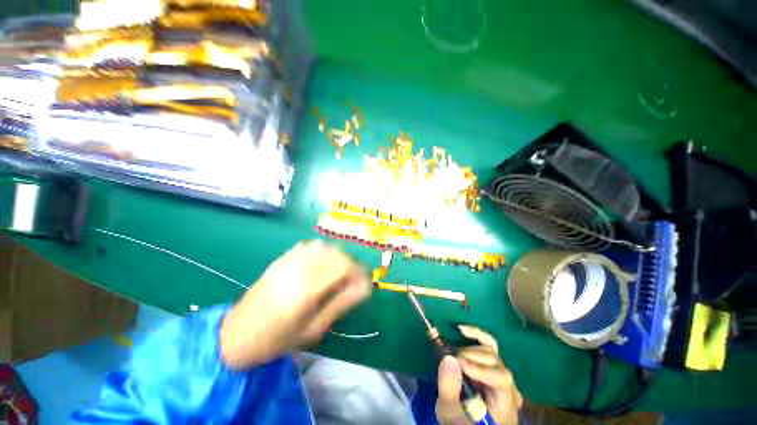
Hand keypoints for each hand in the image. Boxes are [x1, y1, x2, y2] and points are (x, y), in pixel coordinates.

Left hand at [219, 240, 370, 368]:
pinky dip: (322, 252)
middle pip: (337, 253)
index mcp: (308, 286)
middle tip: (352, 281)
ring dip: (337, 257)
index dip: (360, 272)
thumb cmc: (277, 340)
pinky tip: (320, 265)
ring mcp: (289, 260)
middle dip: (351, 265)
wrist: (236, 336)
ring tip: (337, 274)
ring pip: (324, 246)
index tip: (364, 284)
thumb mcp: (314, 328)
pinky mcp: (282, 258)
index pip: (344, 265)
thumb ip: (341, 303)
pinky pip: (310, 246)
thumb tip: (365, 288)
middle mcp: (300, 267)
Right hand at [436, 326, 522, 424]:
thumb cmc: (461, 422)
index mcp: (505, 403)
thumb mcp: (451, 413)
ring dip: (468, 349)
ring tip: (453, 355)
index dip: (480, 368)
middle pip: (494, 361)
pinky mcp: (492, 364)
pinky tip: (462, 329)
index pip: (501, 378)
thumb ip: (449, 390)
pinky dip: (475, 334)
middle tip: (449, 360)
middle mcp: (509, 386)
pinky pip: (489, 343)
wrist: (466, 422)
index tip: (458, 363)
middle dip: (469, 357)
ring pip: (490, 350)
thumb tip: (448, 357)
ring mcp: (502, 372)